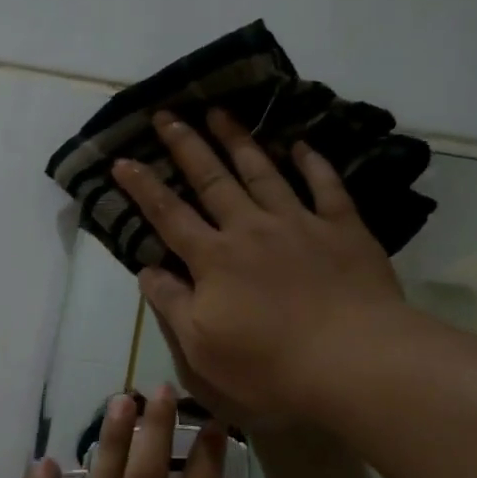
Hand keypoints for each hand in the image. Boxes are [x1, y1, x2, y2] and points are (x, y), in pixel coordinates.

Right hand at [110, 109, 407, 423]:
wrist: (353, 360)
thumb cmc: (270, 365)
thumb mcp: (202, 347)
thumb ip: (172, 304)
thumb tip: (145, 269)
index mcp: (214, 259)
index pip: (169, 215)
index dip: (143, 187)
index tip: (122, 160)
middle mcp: (251, 229)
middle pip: (212, 180)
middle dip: (186, 145)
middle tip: (167, 114)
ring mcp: (299, 223)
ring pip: (262, 171)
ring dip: (238, 141)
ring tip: (220, 112)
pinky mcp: (343, 228)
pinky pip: (325, 185)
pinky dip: (312, 163)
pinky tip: (301, 144)